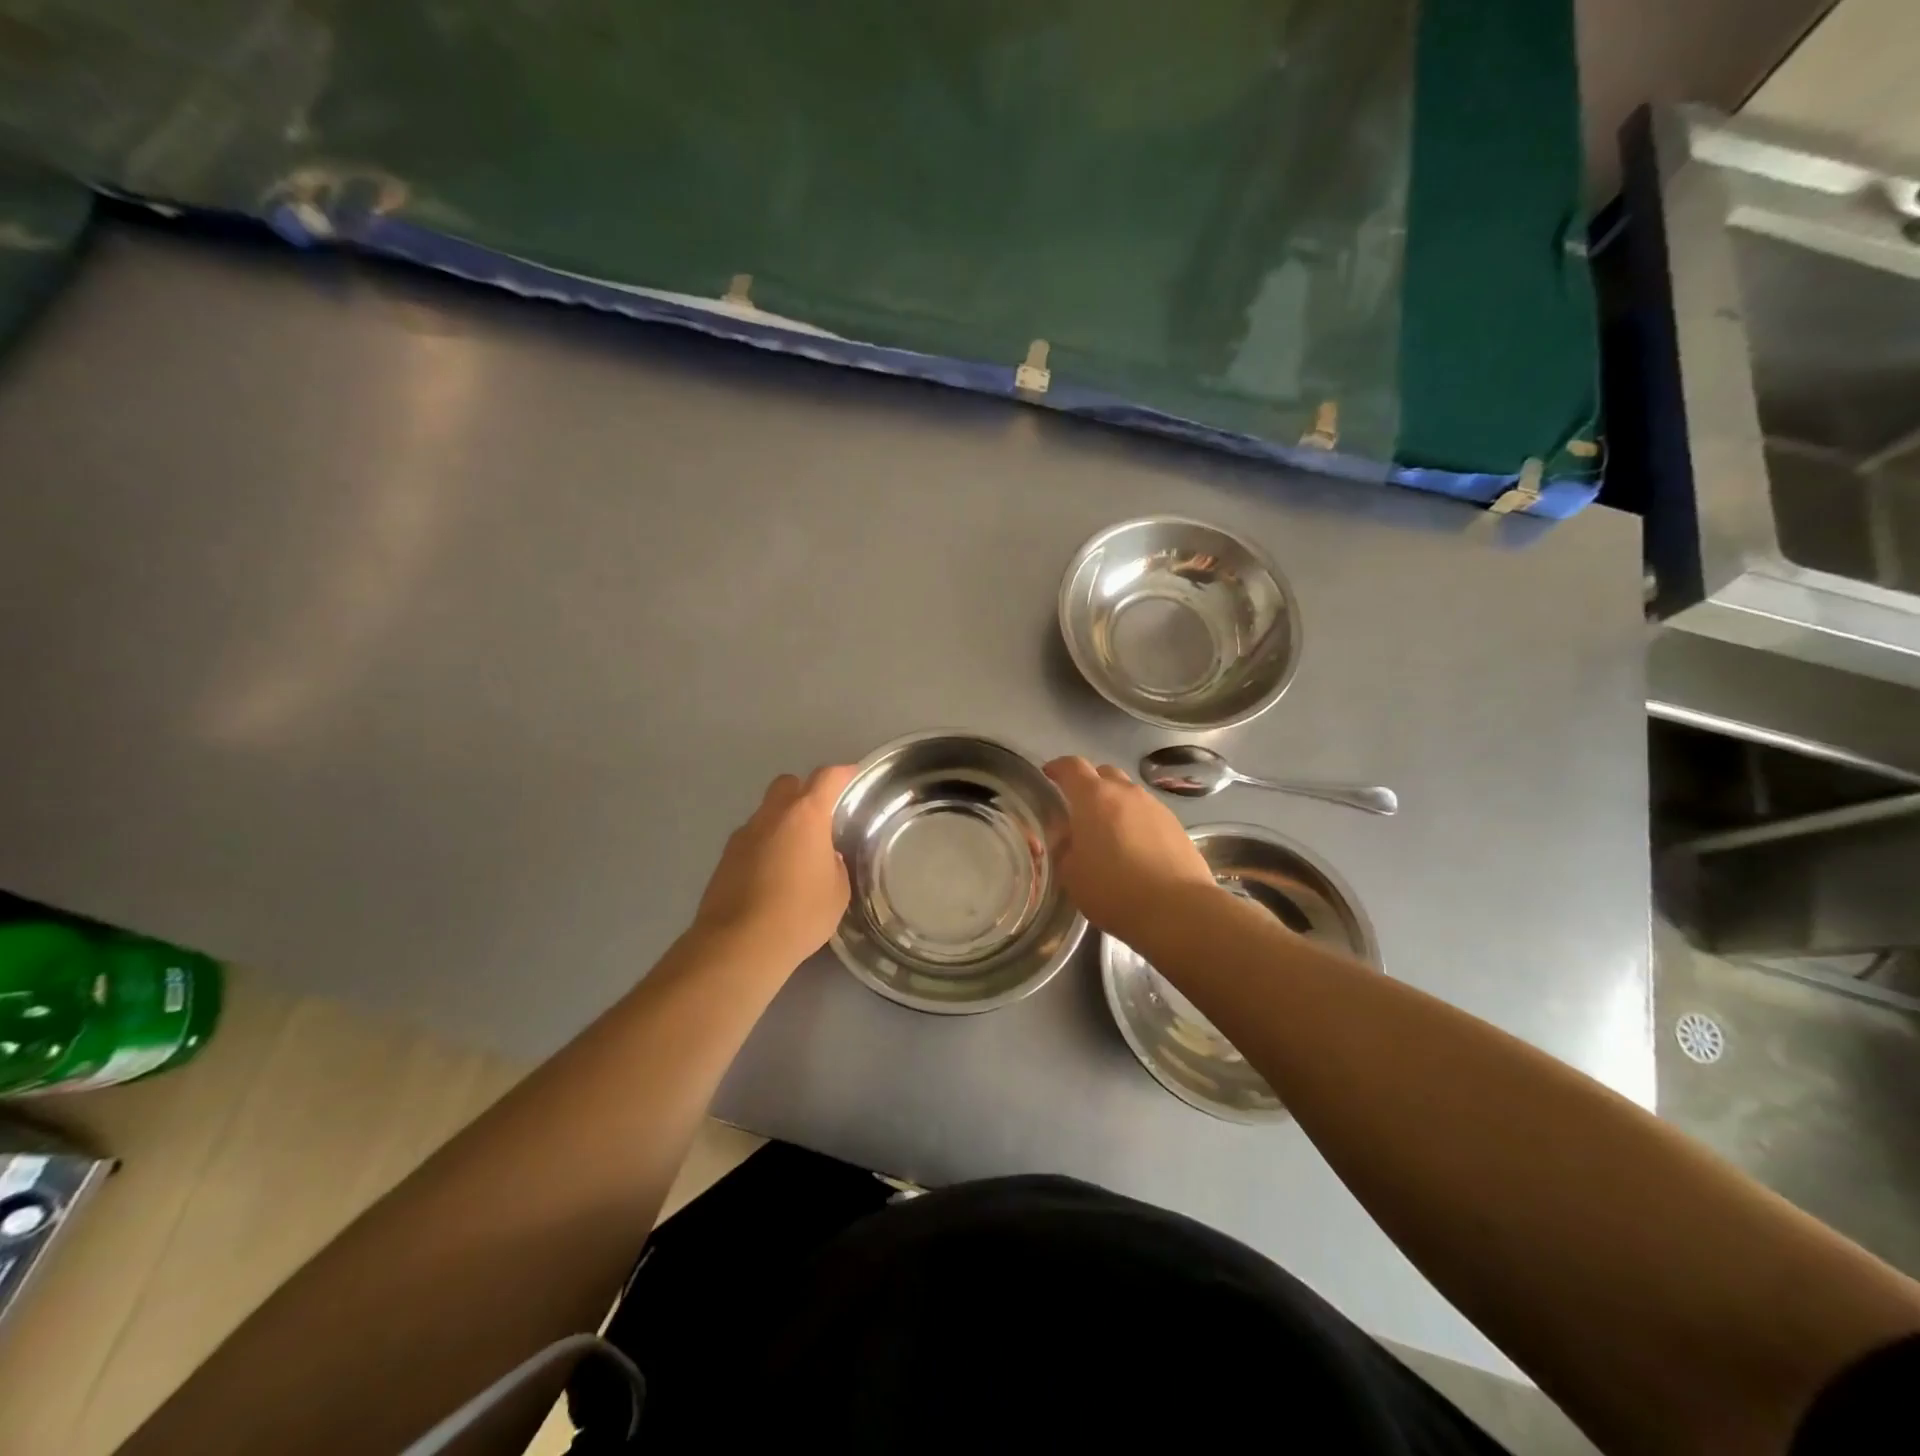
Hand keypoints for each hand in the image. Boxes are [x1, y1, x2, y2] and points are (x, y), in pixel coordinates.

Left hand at [694, 764, 856, 967]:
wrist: (739, 945)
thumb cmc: (800, 914)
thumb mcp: (837, 892)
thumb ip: (835, 865)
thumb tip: (826, 858)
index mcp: (805, 816)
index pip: (827, 778)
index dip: (842, 774)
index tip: (851, 777)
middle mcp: (771, 816)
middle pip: (788, 784)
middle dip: (804, 792)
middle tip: (820, 818)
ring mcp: (743, 835)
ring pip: (766, 813)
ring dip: (782, 823)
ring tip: (796, 855)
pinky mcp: (724, 859)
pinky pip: (751, 840)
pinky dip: (764, 847)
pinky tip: (772, 877)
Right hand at [1043, 756, 1217, 945]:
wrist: (1177, 910)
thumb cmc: (1113, 890)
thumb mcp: (1070, 874)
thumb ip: (1063, 848)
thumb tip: (1067, 836)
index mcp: (1094, 797)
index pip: (1072, 767)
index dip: (1058, 767)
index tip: (1049, 775)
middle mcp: (1126, 793)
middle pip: (1104, 773)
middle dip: (1089, 784)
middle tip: (1079, 809)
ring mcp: (1155, 807)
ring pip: (1129, 794)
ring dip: (1115, 805)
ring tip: (1109, 833)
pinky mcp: (1176, 826)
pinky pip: (1148, 814)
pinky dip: (1136, 822)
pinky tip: (1135, 849)